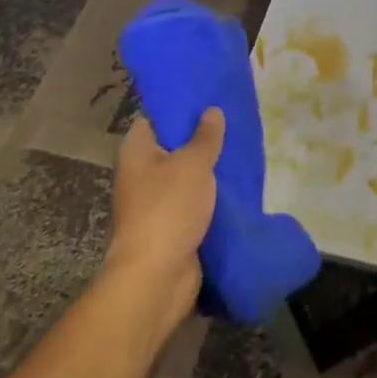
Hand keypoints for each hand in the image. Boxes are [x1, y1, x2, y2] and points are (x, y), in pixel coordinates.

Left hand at [104, 110, 224, 343]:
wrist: (156, 277)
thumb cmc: (168, 208)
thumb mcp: (193, 164)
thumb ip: (206, 136)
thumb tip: (212, 111)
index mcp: (136, 151)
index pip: (155, 118)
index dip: (179, 109)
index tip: (208, 100)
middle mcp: (140, 173)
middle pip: (172, 147)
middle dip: (201, 139)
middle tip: (232, 124)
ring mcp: (153, 202)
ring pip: (185, 177)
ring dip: (208, 171)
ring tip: (240, 151)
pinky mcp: (169, 226)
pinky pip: (192, 202)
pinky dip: (209, 197)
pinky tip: (235, 186)